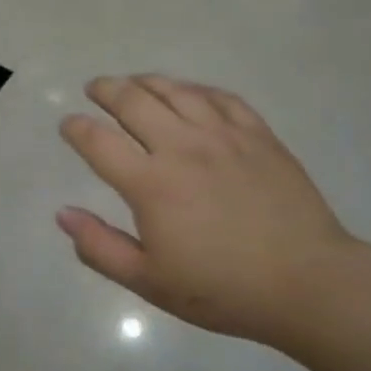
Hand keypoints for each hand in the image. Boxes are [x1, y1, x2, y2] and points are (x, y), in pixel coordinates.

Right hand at [56, 75, 362, 347]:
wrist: (307, 282)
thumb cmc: (222, 289)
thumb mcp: (149, 281)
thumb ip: (100, 247)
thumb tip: (63, 213)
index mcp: (151, 184)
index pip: (99, 142)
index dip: (76, 128)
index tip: (67, 125)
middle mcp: (183, 147)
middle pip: (134, 101)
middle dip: (106, 90)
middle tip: (95, 89)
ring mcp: (224, 136)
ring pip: (176, 90)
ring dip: (146, 81)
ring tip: (133, 82)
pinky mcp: (258, 135)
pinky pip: (220, 97)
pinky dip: (195, 89)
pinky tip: (188, 93)